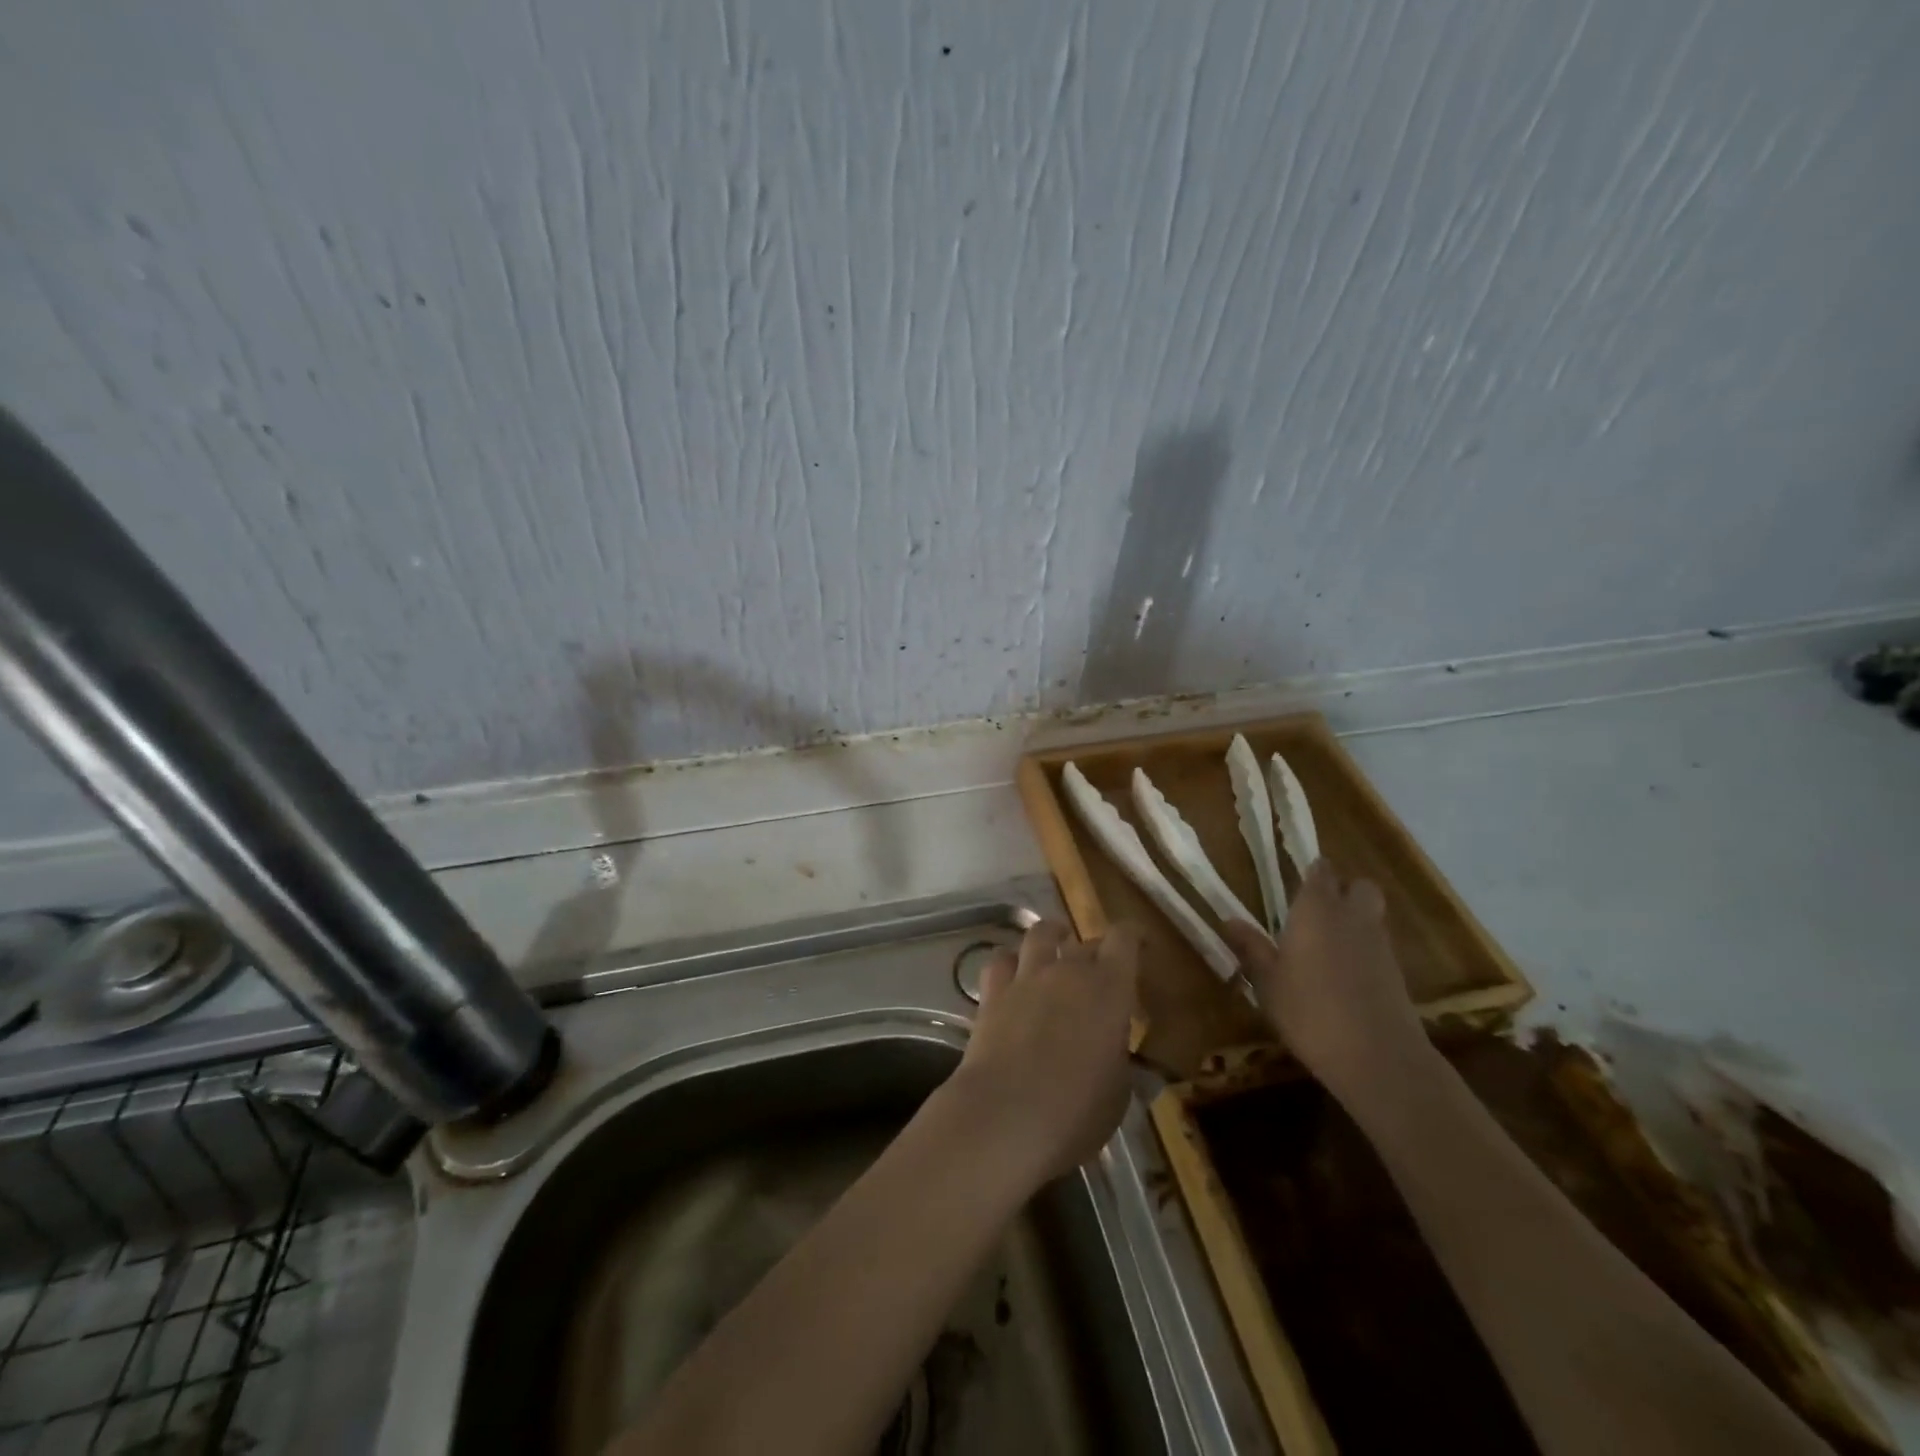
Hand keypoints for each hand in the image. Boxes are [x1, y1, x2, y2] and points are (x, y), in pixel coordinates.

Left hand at [945, 919, 1139, 1183]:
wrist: (1006, 1115)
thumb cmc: (1077, 1111)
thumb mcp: (1120, 1094)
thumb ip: (1125, 1066)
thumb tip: (1132, 1064)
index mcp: (1110, 989)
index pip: (1125, 940)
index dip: (1132, 936)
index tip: (1139, 944)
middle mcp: (1068, 971)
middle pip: (1086, 942)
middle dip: (1096, 951)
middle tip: (1101, 971)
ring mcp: (1027, 978)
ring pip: (1039, 935)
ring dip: (1051, 936)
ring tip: (1055, 942)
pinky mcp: (993, 993)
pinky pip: (1000, 960)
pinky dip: (1010, 961)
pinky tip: (1013, 972)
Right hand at [1222, 860, 1432, 1114]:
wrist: (1378, 1058)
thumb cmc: (1309, 1011)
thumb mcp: (1268, 982)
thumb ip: (1251, 947)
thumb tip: (1229, 919)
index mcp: (1317, 910)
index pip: (1321, 872)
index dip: (1312, 873)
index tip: (1296, 882)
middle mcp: (1352, 917)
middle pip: (1359, 886)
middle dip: (1343, 891)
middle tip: (1316, 911)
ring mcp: (1380, 945)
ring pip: (1372, 916)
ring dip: (1355, 921)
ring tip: (1325, 945)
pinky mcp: (1397, 974)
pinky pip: (1379, 946)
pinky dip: (1364, 951)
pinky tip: (1343, 976)